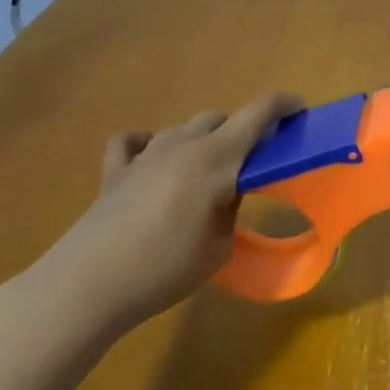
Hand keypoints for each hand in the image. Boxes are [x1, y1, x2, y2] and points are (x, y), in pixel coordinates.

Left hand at [13, 92, 302, 346]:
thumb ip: (231, 208)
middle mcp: (182, 145)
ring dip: (201, 140)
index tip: (300, 110)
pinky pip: (132, 141)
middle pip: (219, 118)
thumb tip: (227, 190)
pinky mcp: (114, 171)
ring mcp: (144, 154)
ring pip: (182, 128)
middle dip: (241, 131)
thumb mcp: (220, 246)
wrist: (90, 284)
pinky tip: (151, 159)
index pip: (257, 114)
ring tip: (205, 171)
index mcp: (216, 158)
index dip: (282, 105)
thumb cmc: (166, 268)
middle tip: (252, 161)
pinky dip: (147, 143)